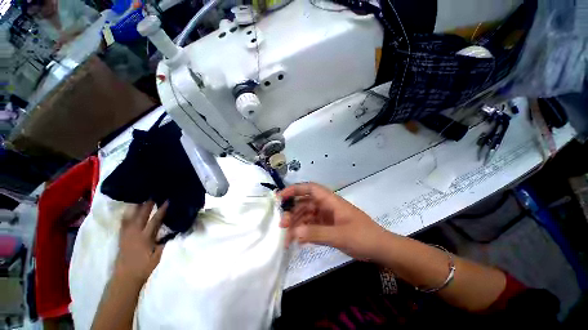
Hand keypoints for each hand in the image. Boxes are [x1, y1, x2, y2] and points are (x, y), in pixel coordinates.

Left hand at [114, 201, 167, 285]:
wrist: (125, 278)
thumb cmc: (144, 267)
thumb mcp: (158, 256)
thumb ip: (165, 242)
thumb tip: (174, 231)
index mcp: (145, 238)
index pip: (155, 220)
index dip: (162, 210)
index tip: (167, 201)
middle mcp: (134, 234)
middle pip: (141, 216)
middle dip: (147, 204)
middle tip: (152, 195)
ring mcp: (126, 235)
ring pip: (130, 218)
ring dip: (136, 208)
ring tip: (139, 199)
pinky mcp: (121, 238)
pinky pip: (123, 223)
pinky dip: (126, 215)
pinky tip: (128, 211)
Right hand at [278, 183, 386, 259]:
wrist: (380, 249)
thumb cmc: (364, 237)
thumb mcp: (341, 235)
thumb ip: (317, 233)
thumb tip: (295, 232)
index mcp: (330, 201)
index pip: (310, 189)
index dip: (295, 189)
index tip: (280, 197)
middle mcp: (326, 206)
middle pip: (305, 204)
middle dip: (292, 212)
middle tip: (282, 225)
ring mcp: (326, 217)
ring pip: (306, 216)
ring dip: (296, 225)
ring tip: (287, 239)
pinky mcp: (327, 227)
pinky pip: (311, 227)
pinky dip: (304, 232)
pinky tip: (298, 242)